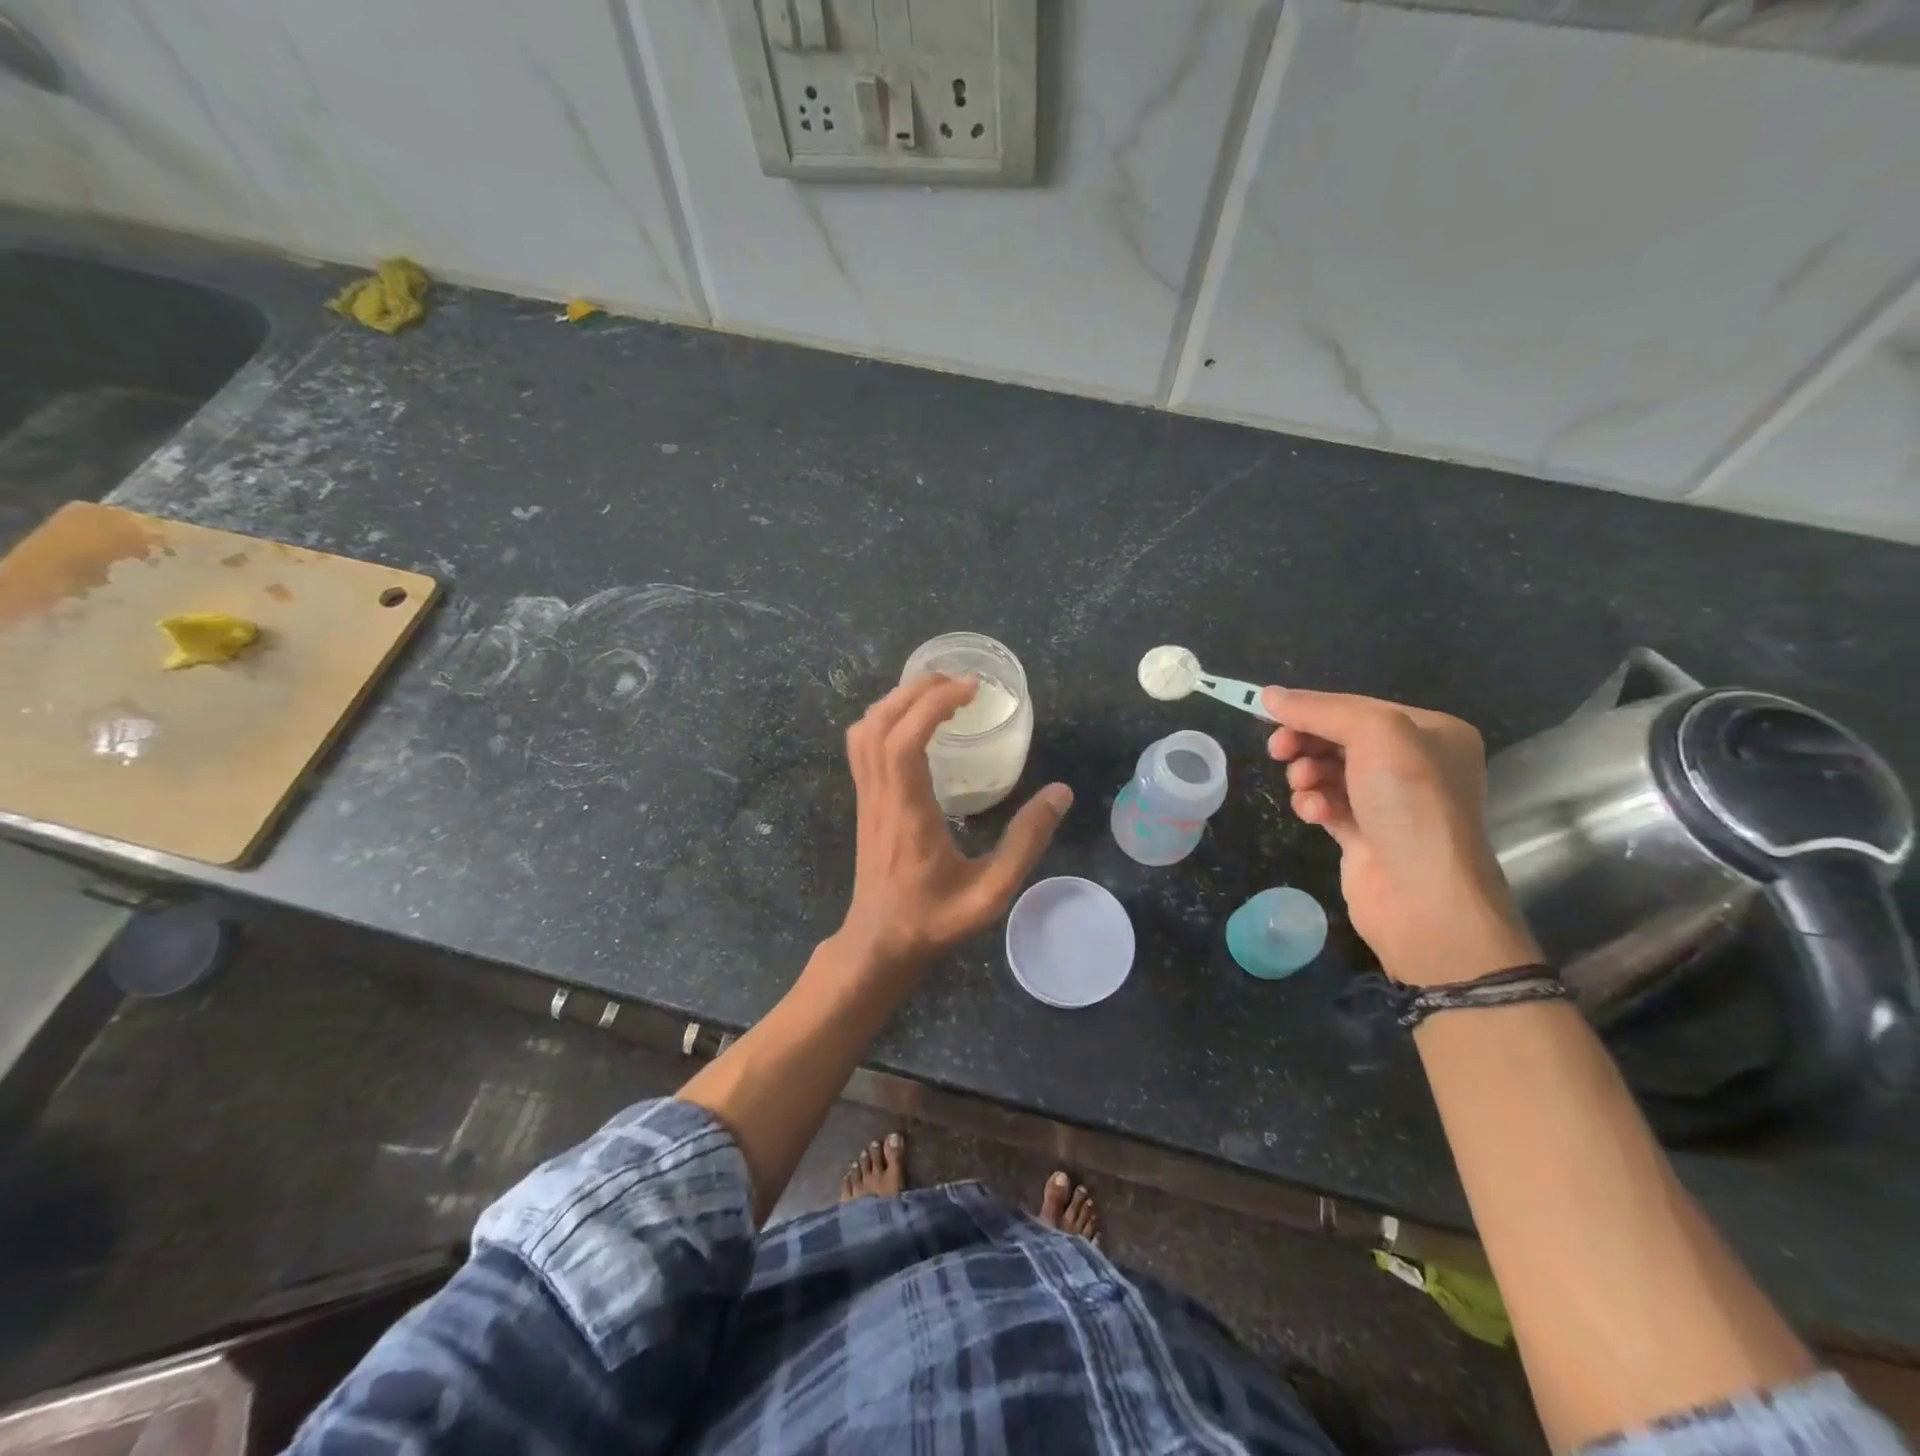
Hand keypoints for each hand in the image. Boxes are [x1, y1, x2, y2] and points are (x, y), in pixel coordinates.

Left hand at [832, 674, 1071, 980]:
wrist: (879, 943)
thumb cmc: (934, 920)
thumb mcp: (991, 892)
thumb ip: (1025, 844)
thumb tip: (1060, 793)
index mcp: (907, 813)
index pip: (905, 741)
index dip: (934, 704)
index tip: (971, 689)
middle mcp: (880, 796)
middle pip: (880, 723)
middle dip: (918, 690)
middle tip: (960, 682)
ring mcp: (866, 797)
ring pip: (865, 731)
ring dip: (898, 700)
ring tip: (937, 693)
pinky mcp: (864, 802)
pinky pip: (862, 746)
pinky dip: (884, 719)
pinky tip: (913, 723)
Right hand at [1262, 686, 1539, 985]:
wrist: (1424, 897)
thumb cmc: (1410, 803)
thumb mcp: (1375, 735)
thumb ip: (1322, 710)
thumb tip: (1269, 695)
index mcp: (1432, 732)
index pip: (1357, 707)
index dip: (1312, 709)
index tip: (1270, 716)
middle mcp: (1415, 764)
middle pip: (1339, 739)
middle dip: (1306, 742)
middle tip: (1279, 751)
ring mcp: (1390, 802)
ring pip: (1328, 772)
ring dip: (1307, 775)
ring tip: (1305, 788)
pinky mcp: (1365, 835)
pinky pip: (1327, 804)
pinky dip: (1314, 804)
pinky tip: (1315, 815)